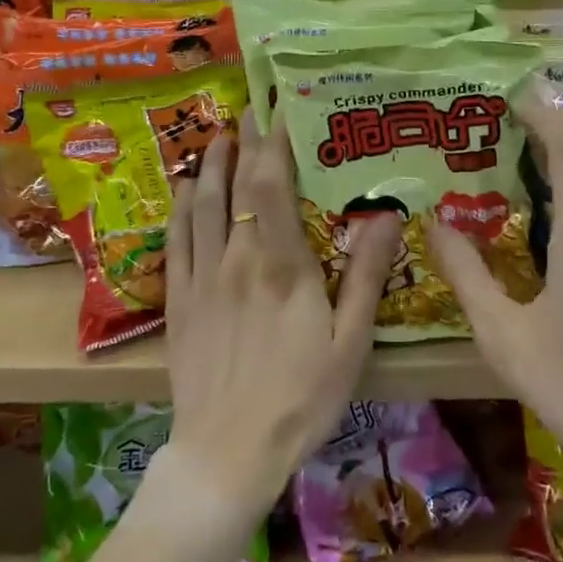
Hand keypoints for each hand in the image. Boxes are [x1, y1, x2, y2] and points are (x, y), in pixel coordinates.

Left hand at [162, 108, 399, 519]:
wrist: (226, 452)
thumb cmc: (301, 399)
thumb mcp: (349, 342)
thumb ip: (364, 275)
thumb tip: (387, 214)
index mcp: (281, 265)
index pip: (271, 185)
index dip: (275, 142)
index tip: (282, 110)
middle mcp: (236, 258)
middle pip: (235, 185)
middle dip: (244, 142)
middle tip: (251, 108)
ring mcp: (201, 277)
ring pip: (200, 204)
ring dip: (209, 165)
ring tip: (220, 137)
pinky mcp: (178, 299)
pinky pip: (175, 239)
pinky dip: (180, 206)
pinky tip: (184, 189)